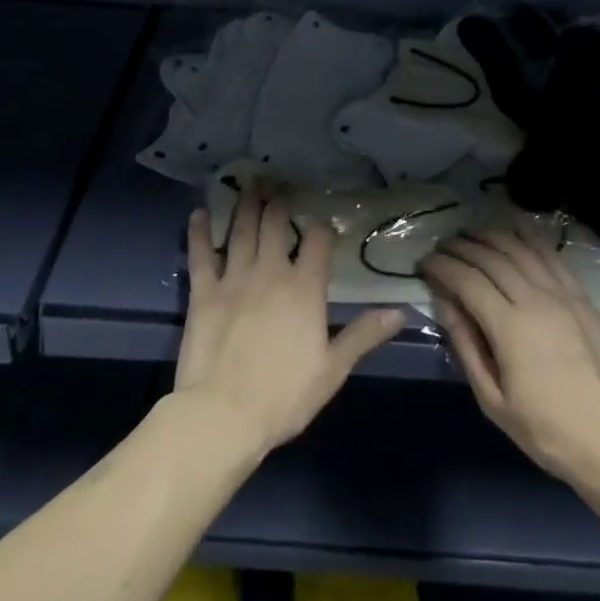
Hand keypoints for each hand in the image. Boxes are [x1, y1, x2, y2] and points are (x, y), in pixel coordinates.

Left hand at [173, 194, 405, 456]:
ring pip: (242, 231)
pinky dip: (200, 232)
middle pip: (276, 225)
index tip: (321, 222)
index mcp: (305, 288)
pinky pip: (201, 254)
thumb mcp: (333, 369)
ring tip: (250, 185)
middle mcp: (271, 271)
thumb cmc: (284, 395)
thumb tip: (400, 312)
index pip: (317, 241)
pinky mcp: (203, 292)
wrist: (223, 415)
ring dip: (246, 206)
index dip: (321, 228)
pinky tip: (200, 213)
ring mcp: (234, 278)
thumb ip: (364, 335)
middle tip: (280, 186)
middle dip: (279, 203)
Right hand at [421, 229, 599, 502]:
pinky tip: (514, 227)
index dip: (442, 266)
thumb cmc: (544, 429)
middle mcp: (534, 298)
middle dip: (461, 247)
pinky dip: (528, 235)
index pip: (467, 280)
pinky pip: (550, 254)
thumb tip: (444, 303)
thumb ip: (465, 345)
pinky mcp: (580, 295)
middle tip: (442, 247)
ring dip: (491, 236)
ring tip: (470, 235)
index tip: (423, 264)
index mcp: (509, 327)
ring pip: (519, 248)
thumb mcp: (492, 399)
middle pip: (491, 257)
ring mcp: (561, 293)